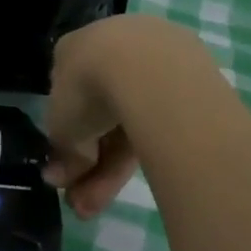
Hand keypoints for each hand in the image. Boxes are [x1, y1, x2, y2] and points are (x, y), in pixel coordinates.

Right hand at [44, 15, 206, 217]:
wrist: (149, 69)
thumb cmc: (88, 89)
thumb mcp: (63, 127)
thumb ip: (63, 151)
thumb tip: (59, 177)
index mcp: (74, 48)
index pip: (68, 98)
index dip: (67, 139)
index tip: (67, 172)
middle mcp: (114, 44)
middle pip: (101, 114)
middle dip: (90, 163)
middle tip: (82, 205)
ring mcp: (155, 57)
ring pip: (132, 119)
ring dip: (112, 167)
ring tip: (101, 206)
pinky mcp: (191, 72)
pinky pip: (160, 117)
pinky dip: (146, 146)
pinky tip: (139, 175)